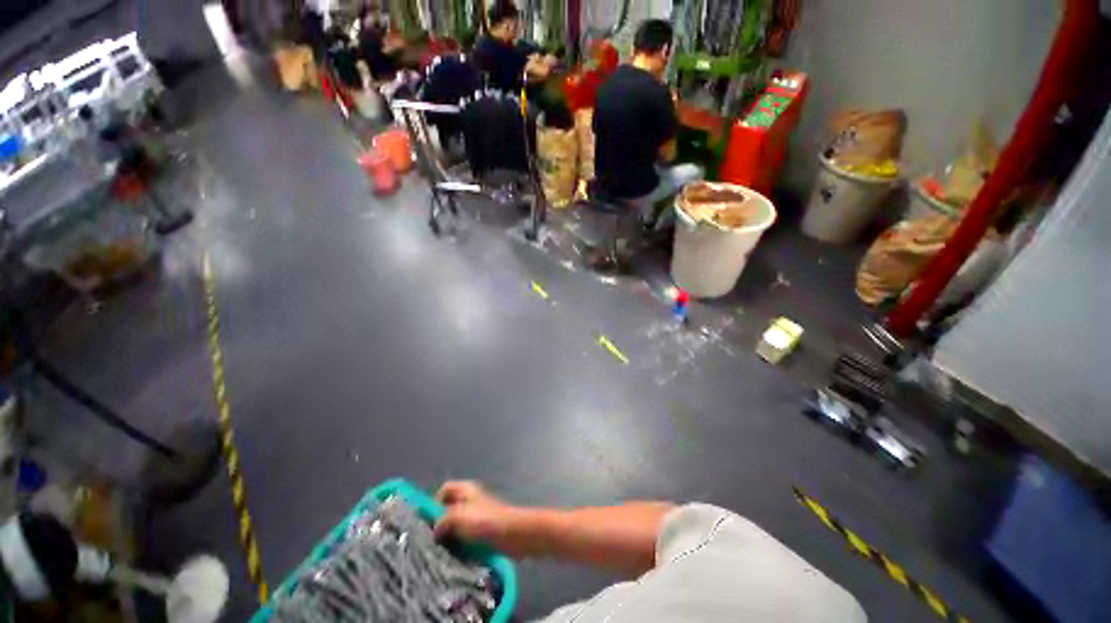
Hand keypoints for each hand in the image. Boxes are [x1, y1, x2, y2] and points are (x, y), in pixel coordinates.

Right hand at [433, 481, 519, 545]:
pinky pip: (464, 536)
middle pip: (448, 509)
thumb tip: (434, 532)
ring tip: (439, 552)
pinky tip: (453, 557)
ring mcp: (476, 515)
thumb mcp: (457, 517)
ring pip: (456, 524)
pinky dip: (458, 544)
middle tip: (430, 541)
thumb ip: (441, 521)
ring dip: (448, 537)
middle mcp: (470, 499)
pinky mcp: (482, 530)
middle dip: (439, 524)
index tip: (427, 522)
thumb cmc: (483, 521)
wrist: (510, 534)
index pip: (444, 490)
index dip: (434, 503)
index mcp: (464, 489)